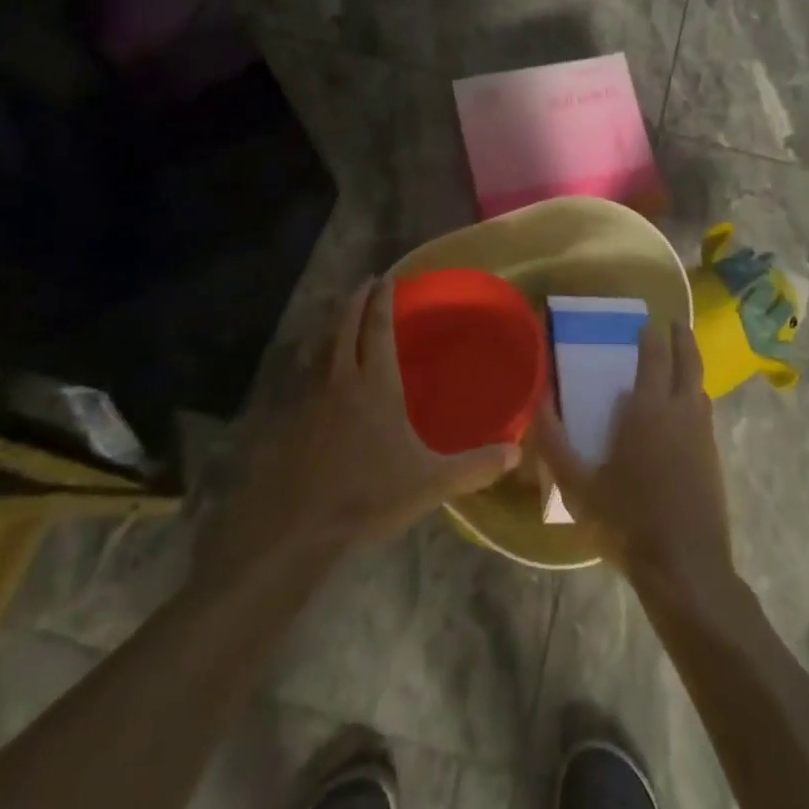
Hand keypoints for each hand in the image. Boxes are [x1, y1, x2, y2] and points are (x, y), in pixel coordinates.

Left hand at [195, 279, 520, 591]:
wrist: (300, 530)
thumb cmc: (370, 496)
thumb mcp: (431, 482)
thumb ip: (475, 466)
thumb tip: (515, 454)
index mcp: (375, 385)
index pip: (378, 329)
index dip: (382, 301)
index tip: (386, 278)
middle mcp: (342, 382)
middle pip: (345, 328)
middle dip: (356, 301)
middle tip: (366, 284)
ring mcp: (311, 402)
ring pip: (323, 350)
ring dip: (335, 329)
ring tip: (345, 321)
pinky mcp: (293, 424)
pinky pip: (309, 379)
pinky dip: (319, 363)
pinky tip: (325, 379)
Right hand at [530, 319, 735, 593]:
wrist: (684, 566)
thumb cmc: (627, 521)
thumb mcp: (579, 486)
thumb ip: (555, 444)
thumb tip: (537, 405)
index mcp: (648, 409)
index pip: (654, 356)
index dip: (650, 336)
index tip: (644, 323)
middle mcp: (681, 411)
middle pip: (688, 361)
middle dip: (681, 338)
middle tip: (674, 323)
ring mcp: (702, 434)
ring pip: (700, 386)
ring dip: (691, 366)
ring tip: (679, 362)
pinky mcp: (714, 457)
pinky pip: (705, 412)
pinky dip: (696, 396)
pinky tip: (685, 411)